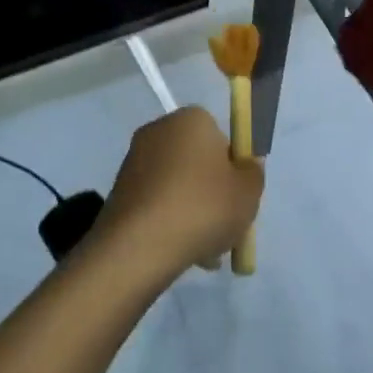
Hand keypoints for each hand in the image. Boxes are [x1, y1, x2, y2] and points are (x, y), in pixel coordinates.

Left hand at [97, 107, 263, 279]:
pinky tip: (181, 253)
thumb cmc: (202, 208)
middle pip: (198, 161)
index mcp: (191, 119)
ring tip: (205, 251)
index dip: (234, 168)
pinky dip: (169, 222)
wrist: (138, 247)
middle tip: (225, 226)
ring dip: (192, 211)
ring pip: (177, 186)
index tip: (238, 197)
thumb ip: (253, 173)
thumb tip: (244, 166)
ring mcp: (134, 160)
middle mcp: (159, 130)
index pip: (221, 137)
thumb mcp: (248, 192)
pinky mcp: (119, 191)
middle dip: (212, 192)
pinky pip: (156, 203)